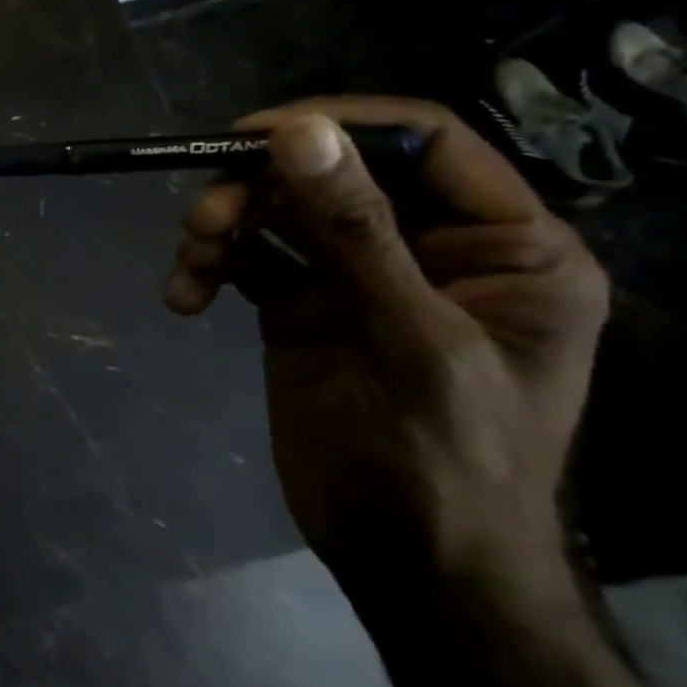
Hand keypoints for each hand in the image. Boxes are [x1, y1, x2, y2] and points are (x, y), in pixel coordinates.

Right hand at [164, 97, 608, 591]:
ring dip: (223, 226)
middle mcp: (427, 249)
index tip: (248, 134)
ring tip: (190, 260)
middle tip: (201, 220)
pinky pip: (245, 260)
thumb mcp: (409, 339)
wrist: (407, 561)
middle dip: (257, 189)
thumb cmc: (444, 461)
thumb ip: (356, 232)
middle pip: (329, 175)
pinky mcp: (299, 307)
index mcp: (502, 246)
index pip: (423, 144)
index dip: (337, 125)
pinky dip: (208, 269)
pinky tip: (184, 298)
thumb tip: (297, 132)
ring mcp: (355, 278)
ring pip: (276, 214)